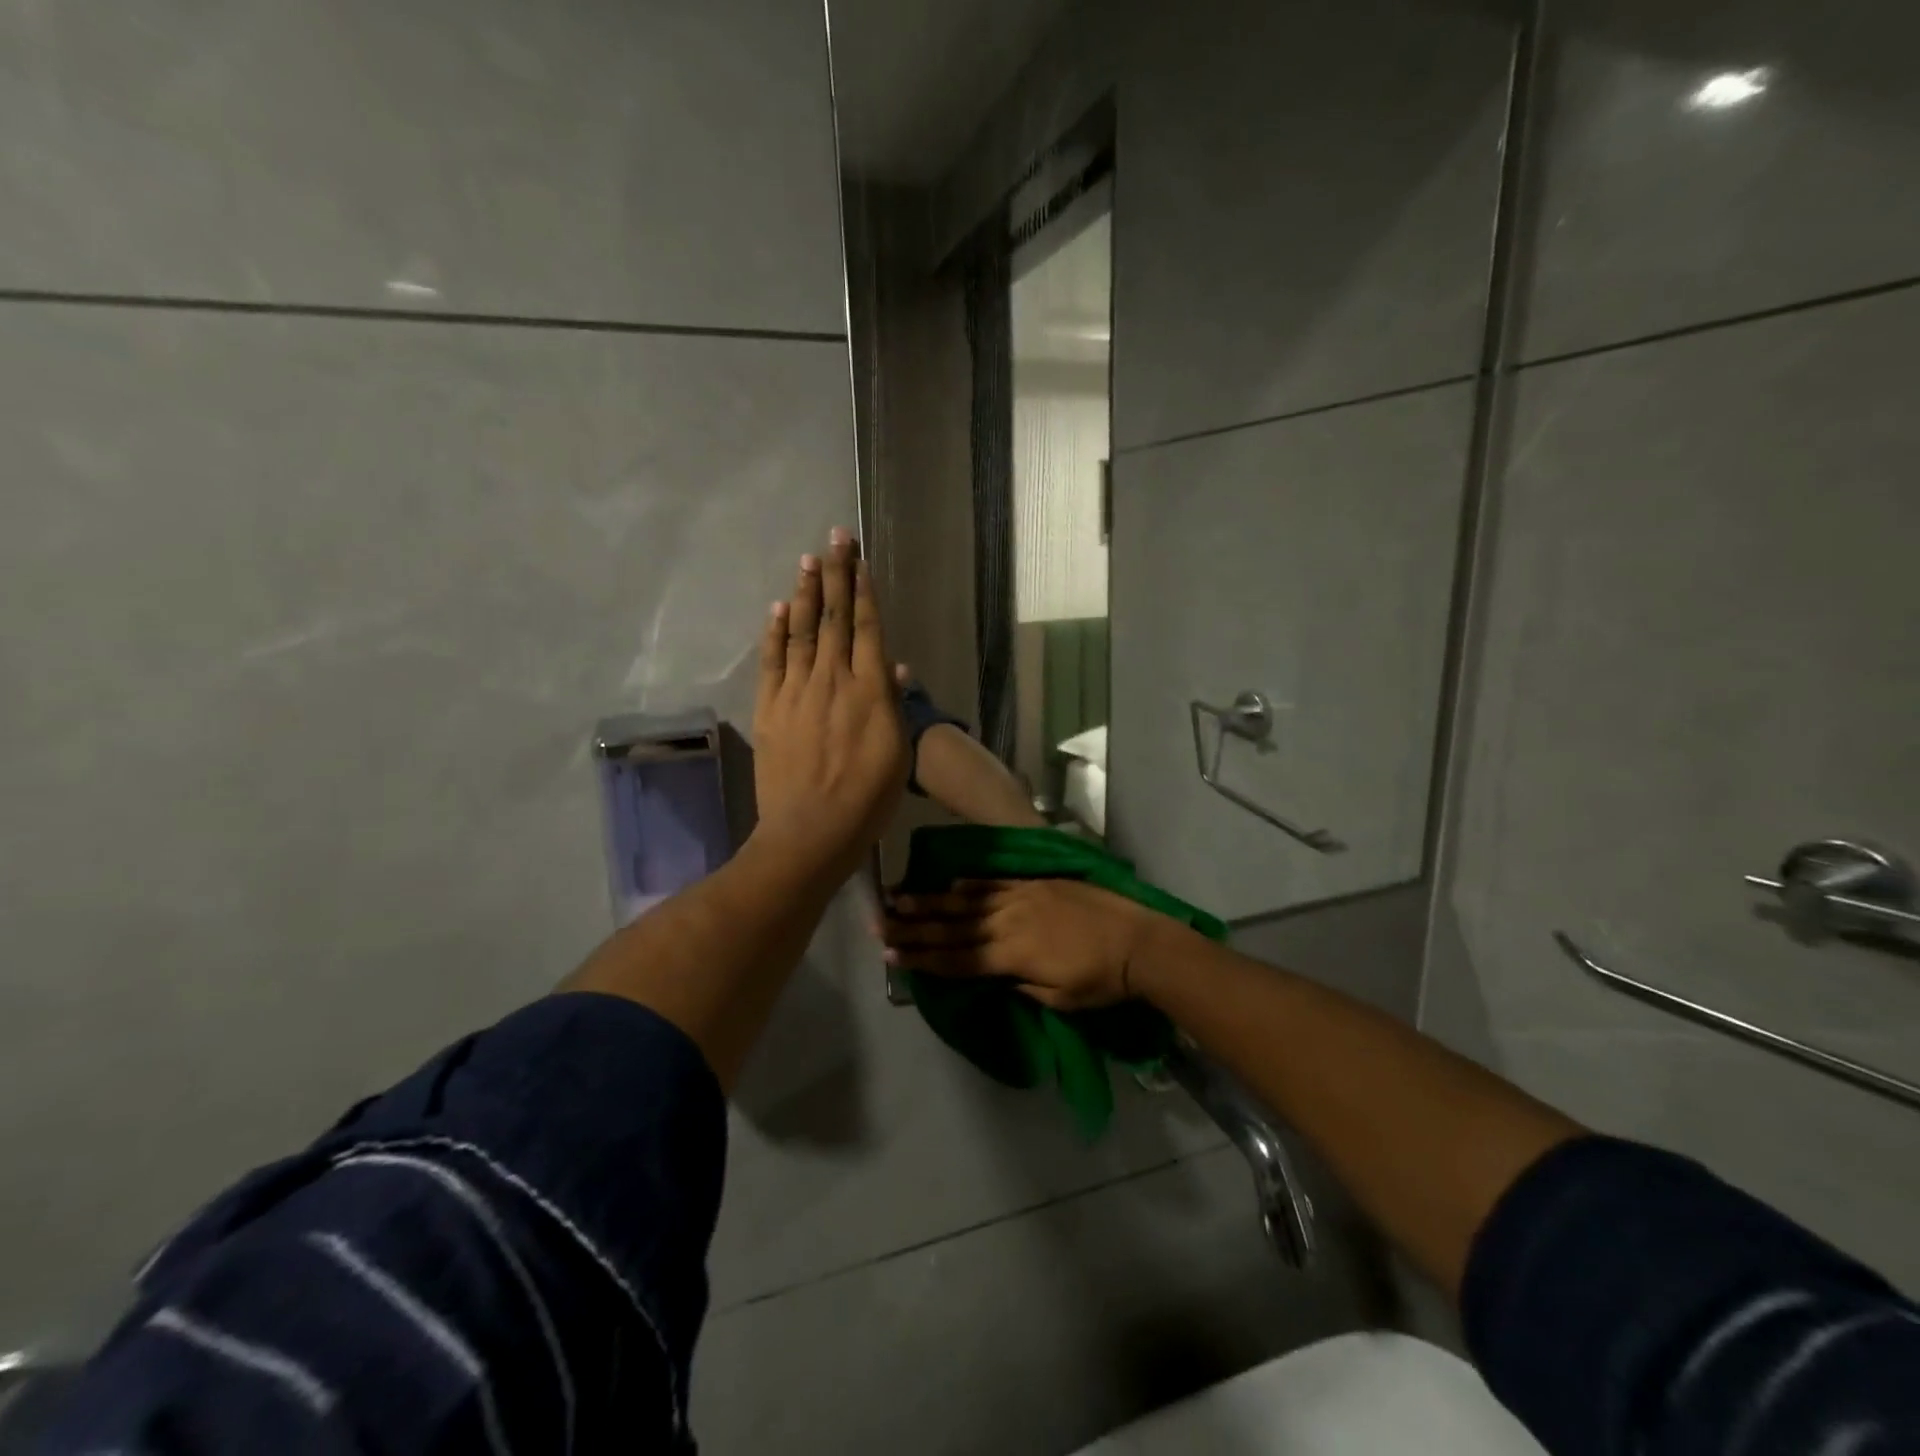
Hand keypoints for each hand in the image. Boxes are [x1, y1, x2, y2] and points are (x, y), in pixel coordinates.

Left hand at [751, 528, 908, 882]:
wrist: (812, 830)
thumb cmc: (867, 798)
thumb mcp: (897, 753)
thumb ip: (895, 705)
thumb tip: (896, 667)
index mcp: (870, 689)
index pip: (867, 627)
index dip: (863, 590)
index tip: (859, 558)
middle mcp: (833, 679)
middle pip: (834, 618)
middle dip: (835, 575)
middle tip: (834, 538)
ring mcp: (797, 692)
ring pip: (801, 632)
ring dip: (804, 594)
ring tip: (808, 561)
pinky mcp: (770, 709)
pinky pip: (772, 661)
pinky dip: (775, 633)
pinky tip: (777, 610)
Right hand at [882, 879, 1166, 1009]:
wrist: (1138, 939)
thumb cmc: (1100, 979)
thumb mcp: (1057, 998)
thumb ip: (1019, 984)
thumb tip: (993, 975)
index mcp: (1011, 956)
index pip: (956, 958)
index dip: (922, 958)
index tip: (890, 954)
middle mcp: (1008, 922)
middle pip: (952, 926)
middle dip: (914, 926)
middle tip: (880, 922)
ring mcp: (1021, 897)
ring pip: (967, 900)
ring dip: (932, 900)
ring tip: (901, 897)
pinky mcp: (1036, 884)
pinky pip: (996, 882)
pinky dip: (971, 883)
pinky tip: (951, 881)